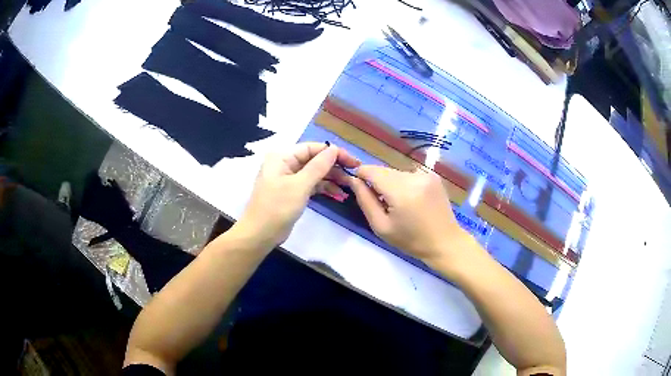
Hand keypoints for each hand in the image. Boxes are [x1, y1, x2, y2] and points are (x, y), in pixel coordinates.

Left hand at [235, 142, 359, 247]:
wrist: (260, 234)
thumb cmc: (277, 207)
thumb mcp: (300, 185)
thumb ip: (318, 166)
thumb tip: (334, 149)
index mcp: (282, 156)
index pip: (312, 148)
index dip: (333, 153)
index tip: (352, 161)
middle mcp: (285, 163)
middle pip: (314, 159)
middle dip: (334, 166)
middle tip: (354, 173)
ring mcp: (289, 178)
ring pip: (314, 173)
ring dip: (331, 178)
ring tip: (349, 185)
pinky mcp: (292, 192)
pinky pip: (311, 185)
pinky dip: (324, 187)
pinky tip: (339, 193)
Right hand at [348, 165, 476, 271]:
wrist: (445, 242)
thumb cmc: (411, 240)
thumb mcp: (381, 226)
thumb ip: (365, 200)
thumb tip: (353, 180)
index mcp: (401, 191)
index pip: (371, 170)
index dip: (361, 175)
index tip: (358, 186)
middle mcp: (414, 176)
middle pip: (384, 171)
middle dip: (377, 182)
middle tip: (381, 203)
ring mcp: (426, 174)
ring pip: (396, 172)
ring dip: (391, 183)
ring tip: (398, 204)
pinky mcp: (433, 176)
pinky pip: (409, 174)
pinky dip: (404, 184)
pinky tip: (411, 200)